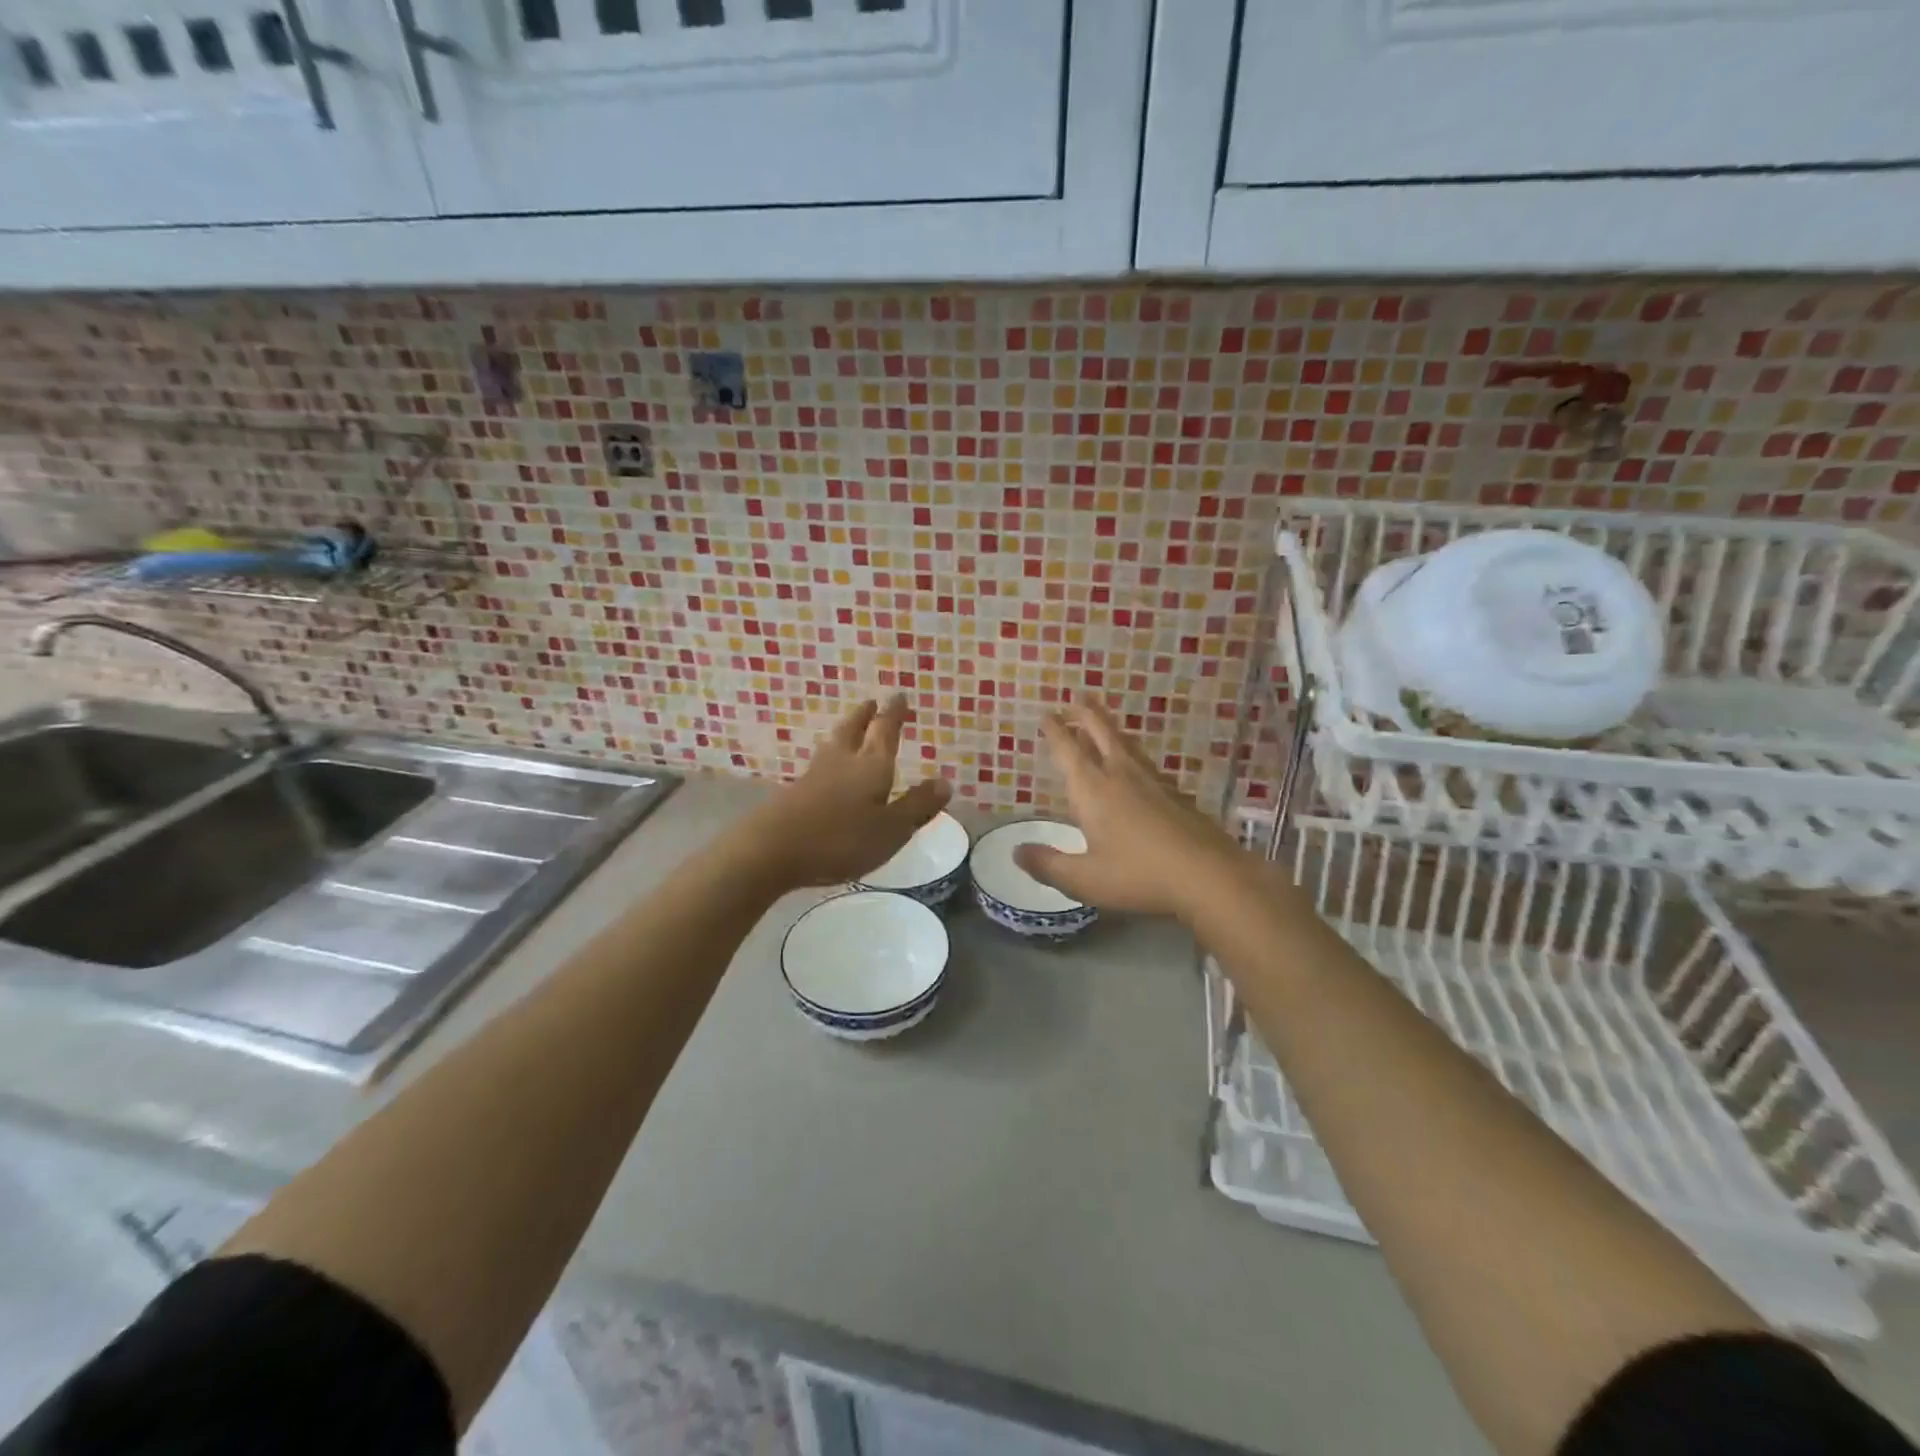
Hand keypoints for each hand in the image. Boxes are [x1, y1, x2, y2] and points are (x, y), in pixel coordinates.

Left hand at [744, 695, 950, 890]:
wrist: (771, 849)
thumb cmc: (841, 839)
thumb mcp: (891, 829)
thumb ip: (917, 806)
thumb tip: (945, 781)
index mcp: (871, 765)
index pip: (886, 731)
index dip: (894, 713)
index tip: (899, 695)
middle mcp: (842, 761)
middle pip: (854, 730)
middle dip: (865, 716)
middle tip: (871, 703)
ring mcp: (814, 775)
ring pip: (833, 744)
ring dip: (845, 732)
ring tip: (850, 728)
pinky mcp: (794, 792)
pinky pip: (819, 765)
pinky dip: (829, 757)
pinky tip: (826, 768)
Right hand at [1015, 697, 1245, 921]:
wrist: (1209, 875)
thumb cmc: (1139, 875)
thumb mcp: (1085, 879)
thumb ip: (1048, 865)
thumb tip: (1016, 851)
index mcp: (1094, 791)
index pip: (1069, 751)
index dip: (1055, 732)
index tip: (1046, 714)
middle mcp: (1121, 777)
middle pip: (1102, 734)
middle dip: (1085, 715)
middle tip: (1075, 698)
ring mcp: (1153, 783)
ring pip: (1126, 745)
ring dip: (1109, 728)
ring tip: (1101, 721)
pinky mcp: (1176, 795)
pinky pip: (1146, 763)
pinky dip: (1132, 753)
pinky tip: (1136, 765)